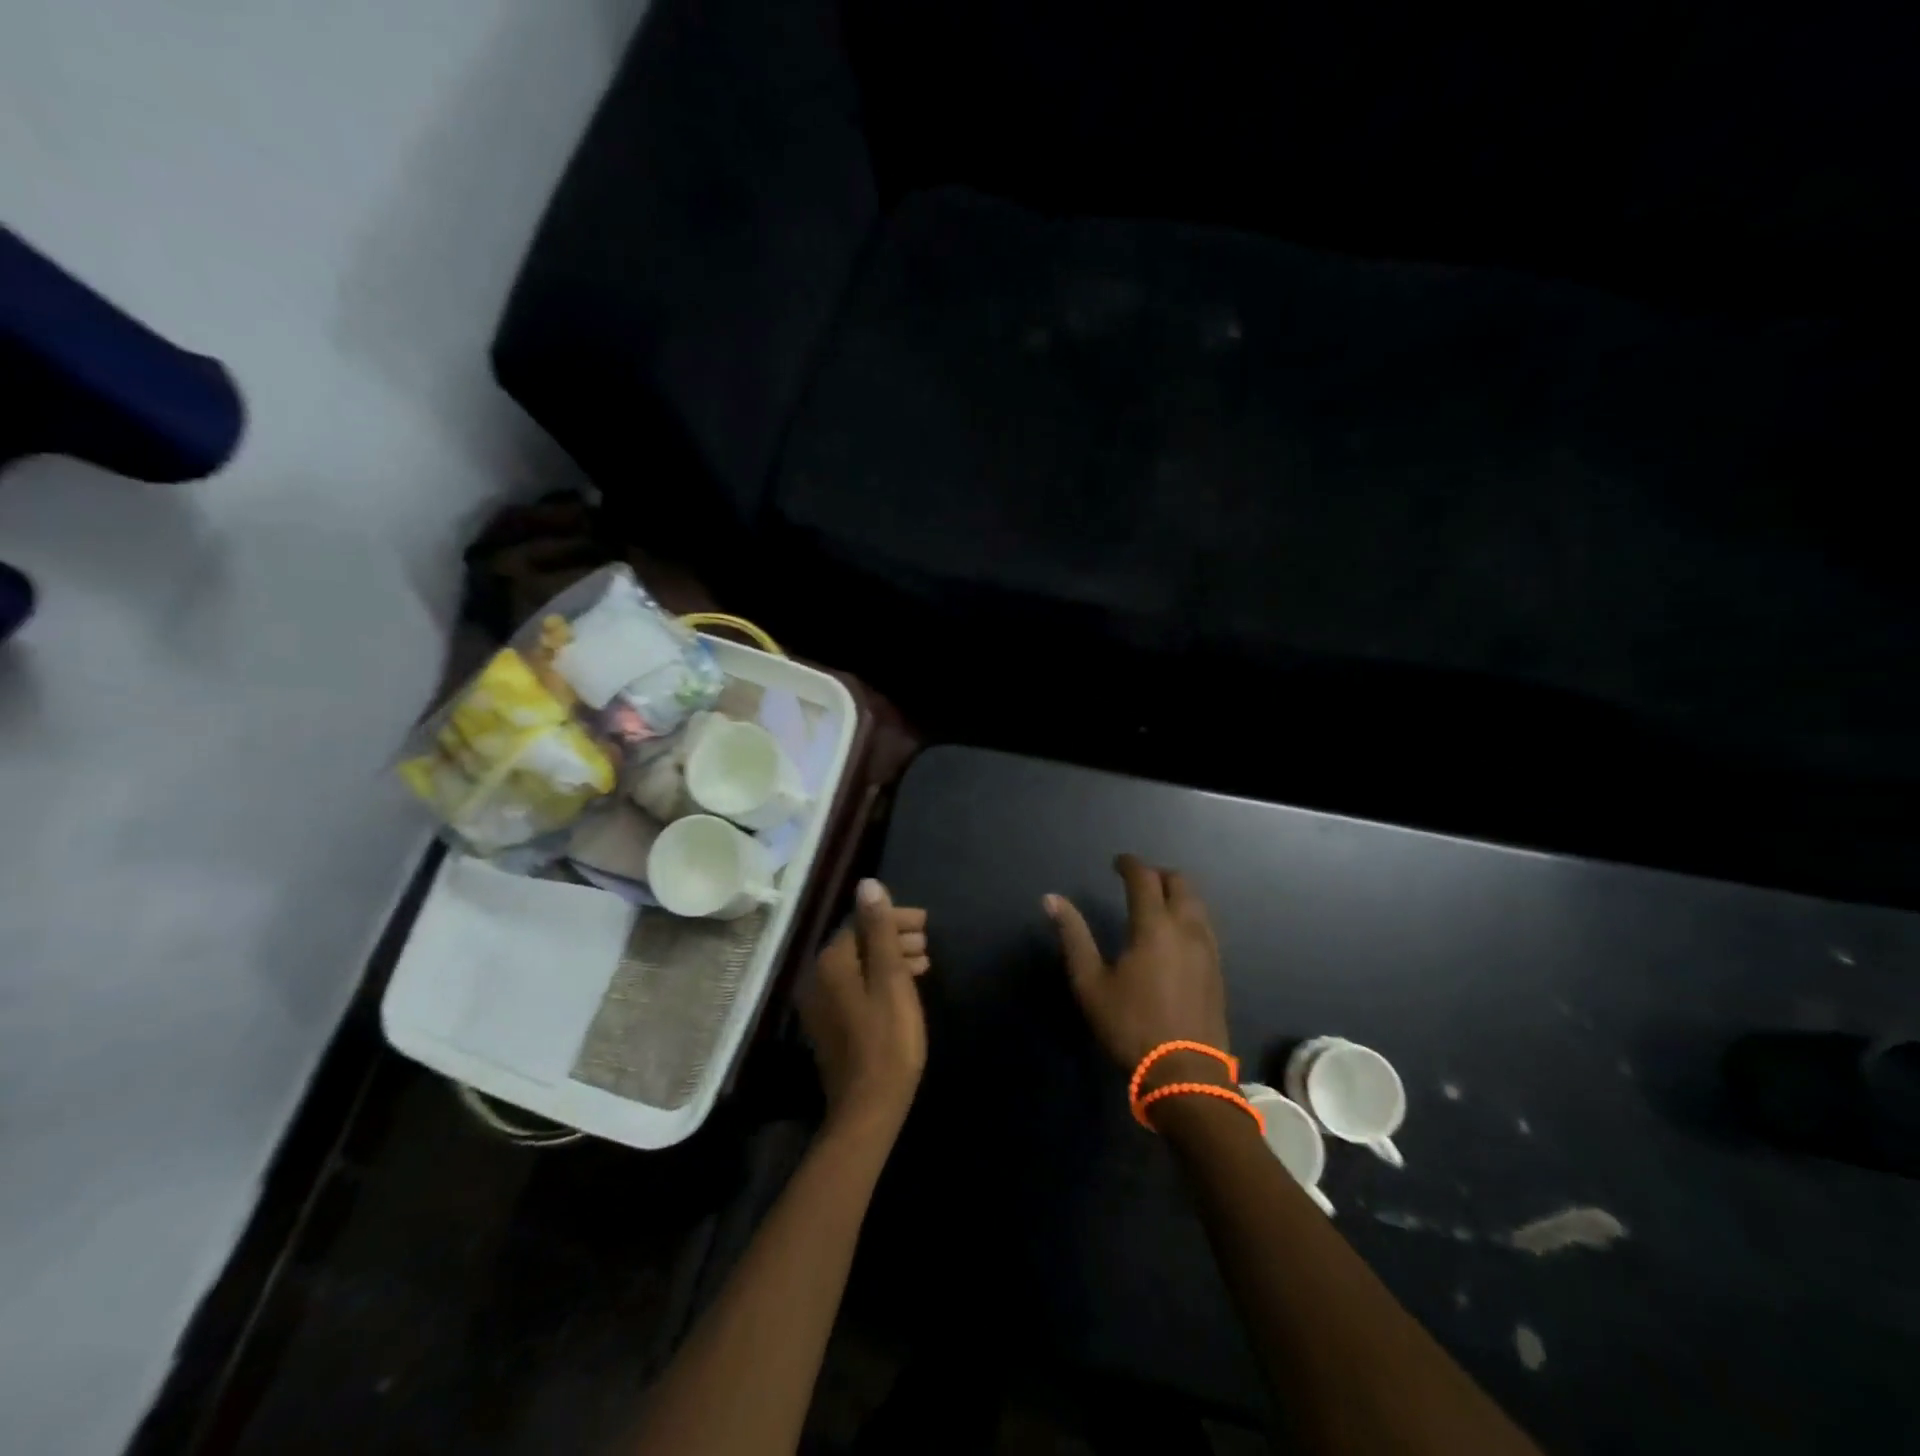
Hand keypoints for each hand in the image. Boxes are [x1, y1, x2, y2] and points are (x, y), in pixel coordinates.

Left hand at [800, 879, 930, 1131]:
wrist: (869, 1108)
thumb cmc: (887, 1041)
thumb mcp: (890, 980)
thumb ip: (880, 931)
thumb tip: (868, 884)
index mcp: (830, 963)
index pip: (861, 923)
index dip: (894, 918)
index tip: (926, 924)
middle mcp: (817, 977)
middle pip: (858, 942)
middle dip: (893, 936)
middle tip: (928, 942)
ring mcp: (821, 1003)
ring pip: (859, 965)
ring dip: (890, 957)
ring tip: (924, 961)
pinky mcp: (831, 1024)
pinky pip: (856, 986)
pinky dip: (880, 979)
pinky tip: (905, 986)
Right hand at [1046, 854, 1231, 1090]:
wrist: (1186, 1074)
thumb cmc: (1131, 1026)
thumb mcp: (1090, 983)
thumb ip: (1073, 936)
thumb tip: (1051, 899)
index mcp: (1154, 926)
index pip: (1144, 878)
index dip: (1130, 864)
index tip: (1117, 862)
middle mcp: (1187, 928)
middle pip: (1180, 883)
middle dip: (1158, 874)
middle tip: (1136, 880)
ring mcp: (1208, 949)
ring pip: (1197, 903)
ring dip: (1177, 893)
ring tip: (1155, 903)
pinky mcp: (1217, 969)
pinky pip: (1205, 925)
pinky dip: (1189, 914)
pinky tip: (1174, 934)